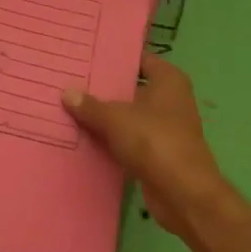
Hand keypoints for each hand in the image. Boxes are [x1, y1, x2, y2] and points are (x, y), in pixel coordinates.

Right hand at [63, 56, 234, 239]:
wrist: (183, 195)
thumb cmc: (154, 141)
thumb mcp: (116, 118)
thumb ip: (91, 106)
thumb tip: (67, 93)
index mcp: (168, 80)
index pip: (138, 59)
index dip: (115, 58)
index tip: (88, 56)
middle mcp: (171, 99)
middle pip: (132, 88)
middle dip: (106, 88)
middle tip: (72, 81)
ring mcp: (166, 128)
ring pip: (130, 116)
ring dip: (107, 117)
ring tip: (71, 107)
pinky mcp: (159, 154)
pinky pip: (130, 140)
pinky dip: (112, 140)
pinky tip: (85, 138)